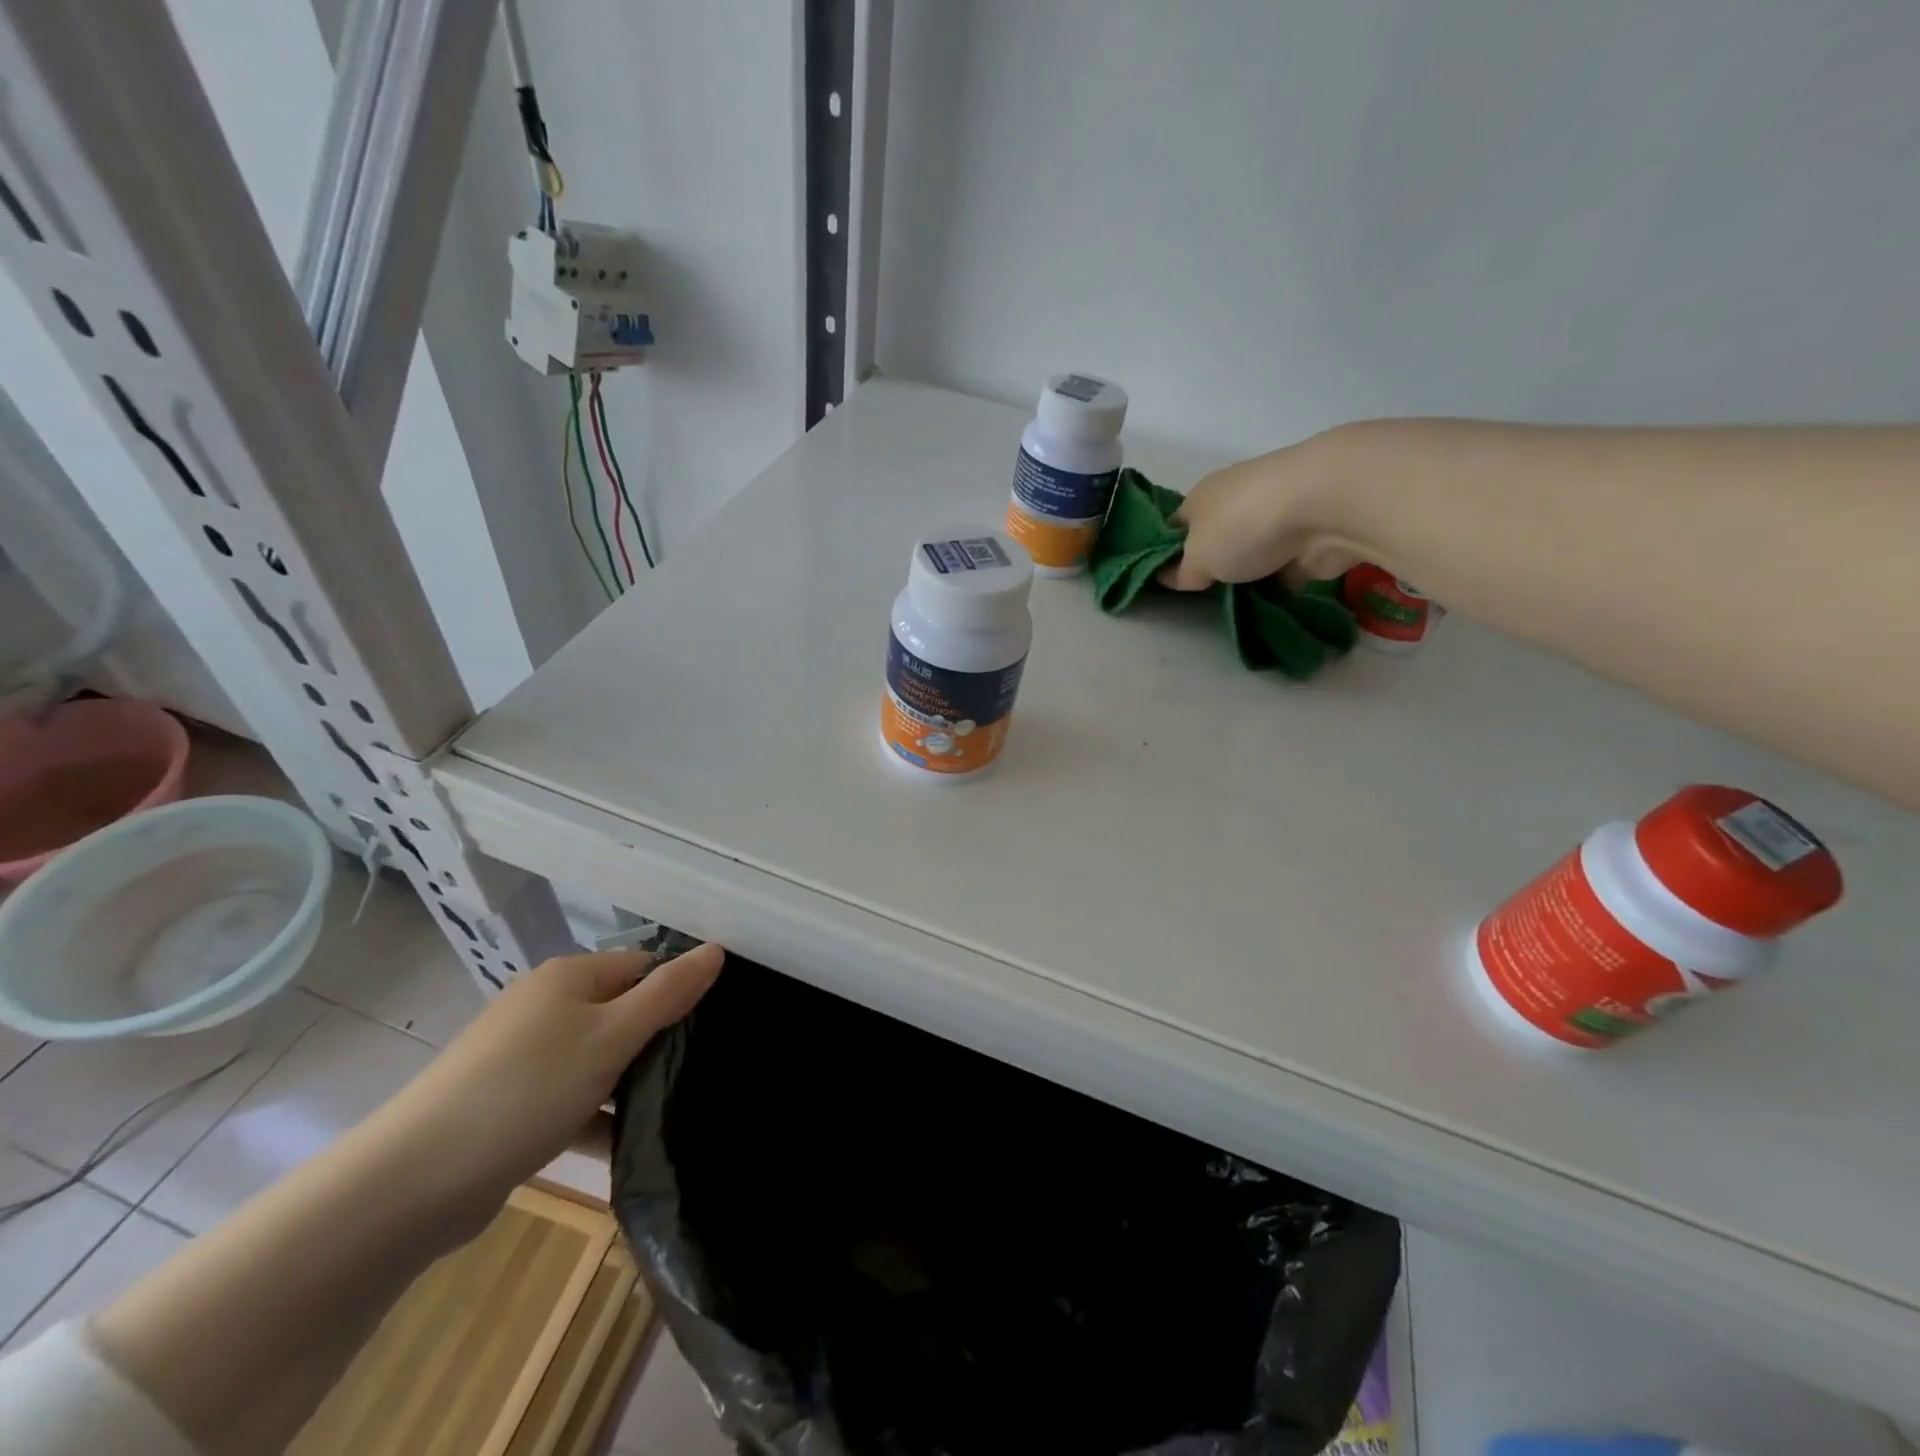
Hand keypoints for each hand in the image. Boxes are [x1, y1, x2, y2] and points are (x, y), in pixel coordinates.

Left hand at [375, 944, 724, 1217]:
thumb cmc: (525, 1090)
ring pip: (598, 1060)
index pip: (643, 966)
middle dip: (658, 1041)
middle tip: (702, 1071)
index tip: (717, 1026)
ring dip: (629, 1084)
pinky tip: (629, 1145)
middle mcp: (545, 1007)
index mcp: (568, 978)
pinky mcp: (510, 1106)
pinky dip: (597, 1117)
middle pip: (622, 1011)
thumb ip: (668, 994)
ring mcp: (523, 1058)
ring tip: (678, 1110)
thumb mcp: (611, 1037)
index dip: (680, 989)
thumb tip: (716, 949)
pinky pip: (570, 1099)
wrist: (409, 1185)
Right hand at [1158, 432, 1365, 590]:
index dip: (1166, 553)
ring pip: (1252, 555)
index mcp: (1201, 496)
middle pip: (1216, 540)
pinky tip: (1268, 609)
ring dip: (1247, 577)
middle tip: (1200, 600)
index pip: (1175, 526)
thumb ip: (1180, 573)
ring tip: (1233, 610)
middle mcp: (1236, 501)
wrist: (1325, 509)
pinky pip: (1285, 569)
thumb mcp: (1196, 559)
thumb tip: (1167, 577)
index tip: (1165, 582)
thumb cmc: (1242, 526)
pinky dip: (1280, 586)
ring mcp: (1275, 519)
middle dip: (1212, 567)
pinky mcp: (1308, 539)